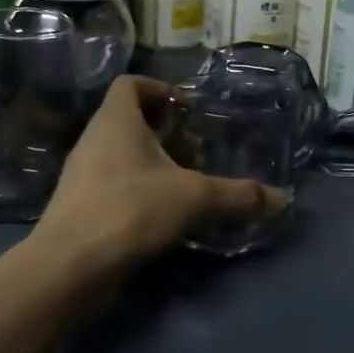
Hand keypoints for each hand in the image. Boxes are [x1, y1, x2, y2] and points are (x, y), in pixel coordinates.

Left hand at [38, 76, 279, 274]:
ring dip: (156, 164)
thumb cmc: (130, 210)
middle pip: (131, 121)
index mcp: (115, 121)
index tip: (189, 110)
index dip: (161, 89)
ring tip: (189, 184)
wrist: (69, 268)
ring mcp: (84, 177)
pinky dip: (143, 192)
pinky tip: (168, 215)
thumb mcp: (194, 198)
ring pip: (124, 156)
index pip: (131, 84)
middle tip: (199, 151)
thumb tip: (283, 199)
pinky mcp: (82, 209)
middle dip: (167, 132)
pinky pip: (117, 186)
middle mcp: (95, 142)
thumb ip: (239, 195)